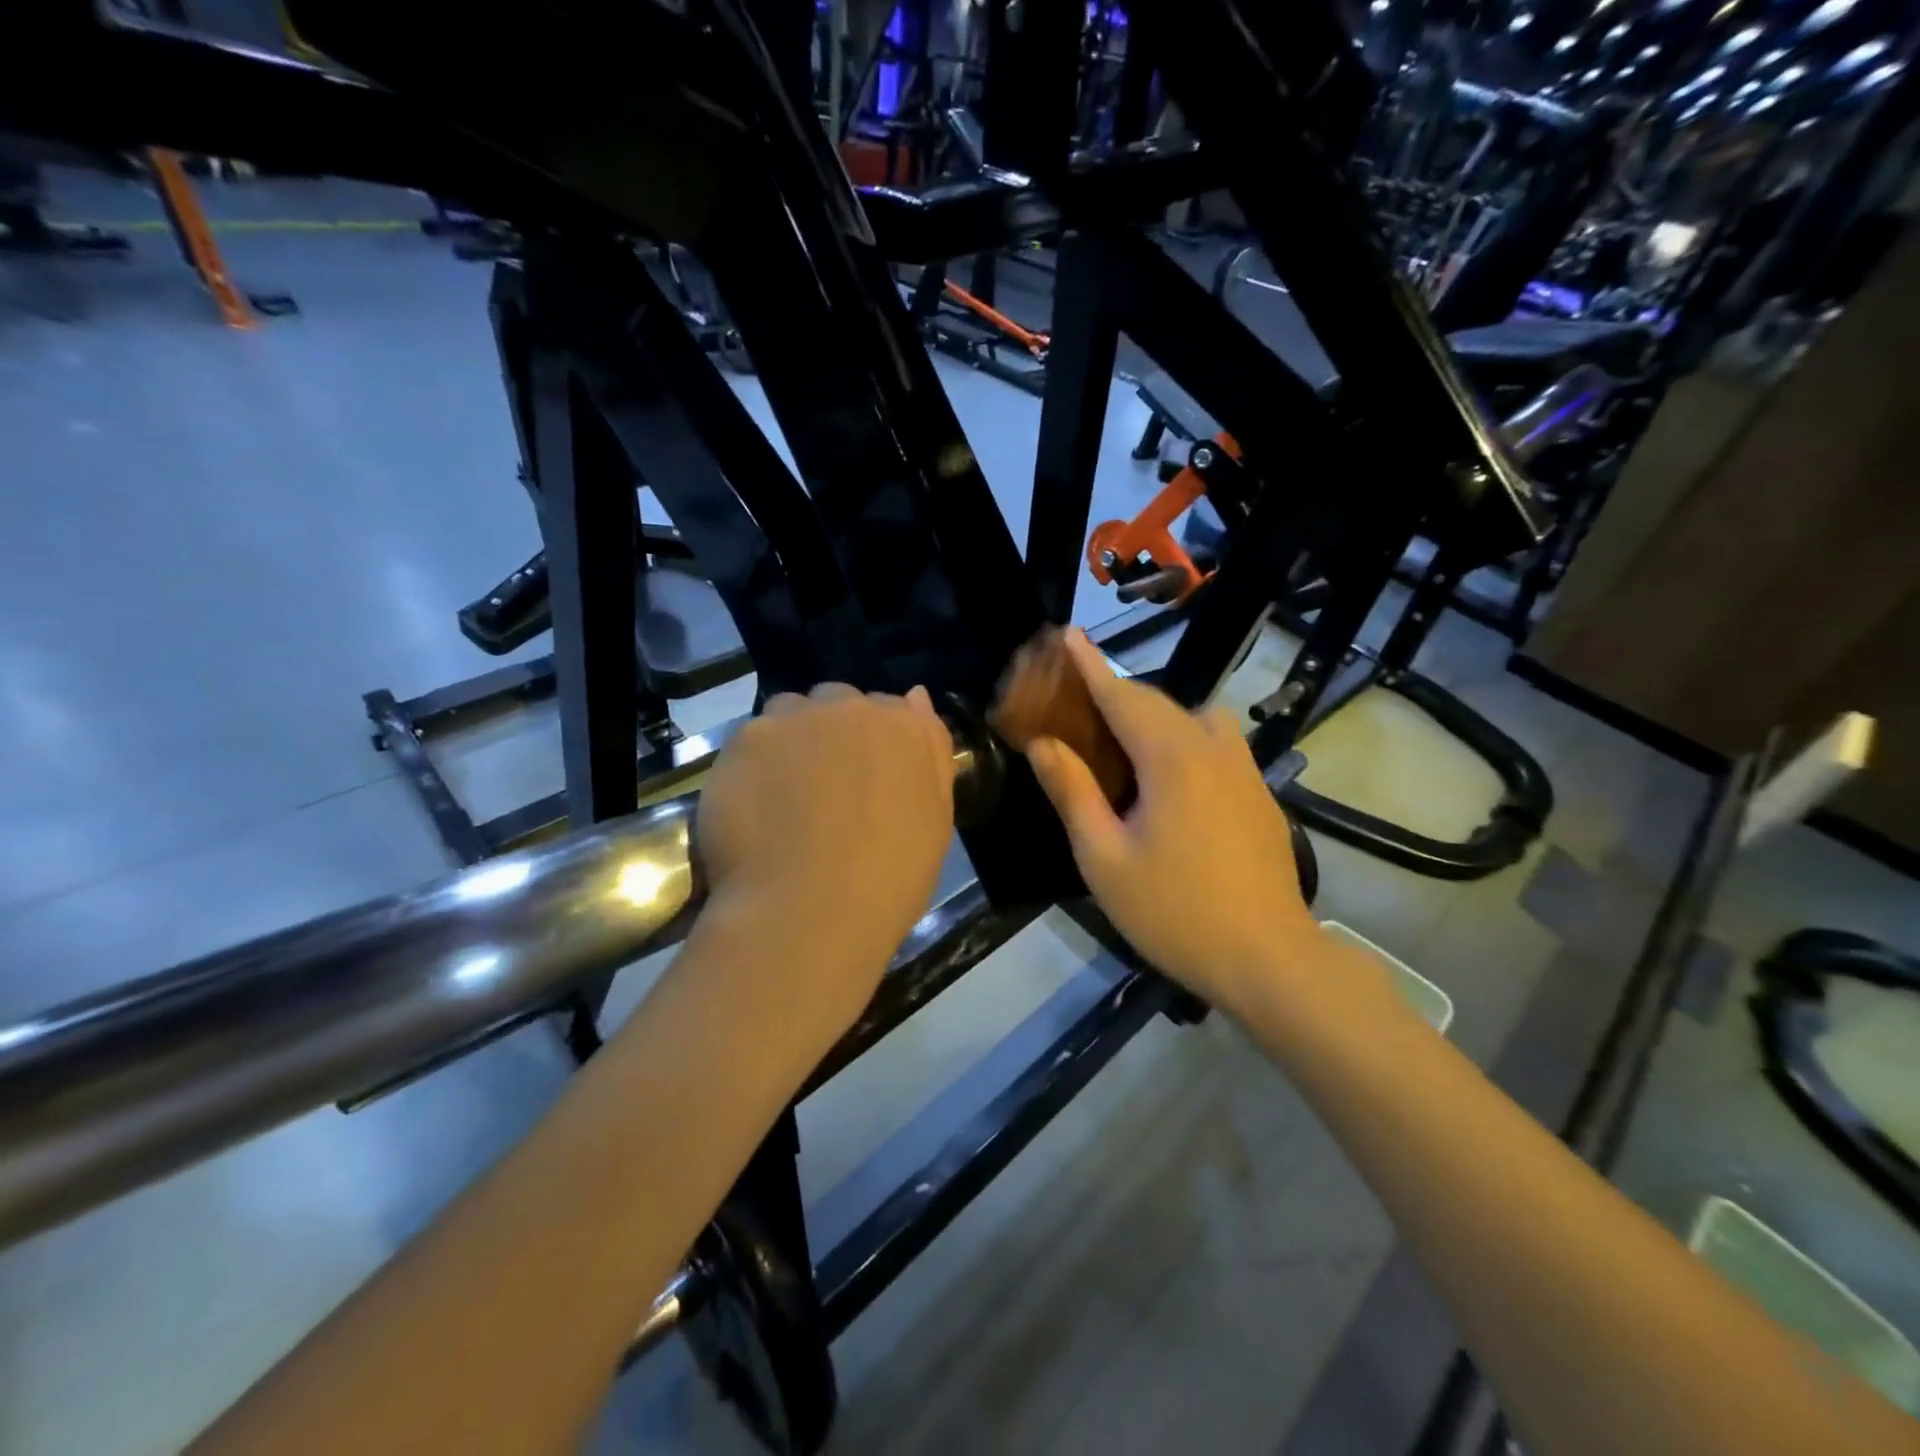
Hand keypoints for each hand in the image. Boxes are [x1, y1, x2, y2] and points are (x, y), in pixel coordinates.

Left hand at [695, 683, 955, 1000]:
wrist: (809, 912)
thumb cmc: (888, 880)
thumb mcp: (935, 822)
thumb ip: (929, 754)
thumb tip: (916, 697)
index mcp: (906, 729)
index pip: (893, 710)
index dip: (877, 744)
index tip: (867, 779)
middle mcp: (852, 708)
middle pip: (838, 703)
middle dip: (833, 733)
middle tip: (824, 787)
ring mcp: (795, 719)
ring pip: (791, 713)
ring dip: (792, 739)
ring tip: (783, 795)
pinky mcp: (746, 739)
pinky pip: (752, 740)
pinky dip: (753, 765)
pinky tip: (753, 808)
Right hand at [1022, 632, 1321, 1014]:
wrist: (1269, 960)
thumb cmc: (1175, 912)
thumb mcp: (1105, 858)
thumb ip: (1073, 792)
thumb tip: (1042, 744)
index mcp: (1172, 758)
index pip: (1122, 695)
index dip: (1090, 665)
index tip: (1068, 633)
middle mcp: (1213, 748)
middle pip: (1158, 703)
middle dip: (1116, 693)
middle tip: (1077, 703)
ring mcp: (1244, 769)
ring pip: (1194, 720)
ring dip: (1155, 719)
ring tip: (1125, 752)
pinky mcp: (1260, 793)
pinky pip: (1215, 746)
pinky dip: (1182, 742)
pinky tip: (1169, 787)